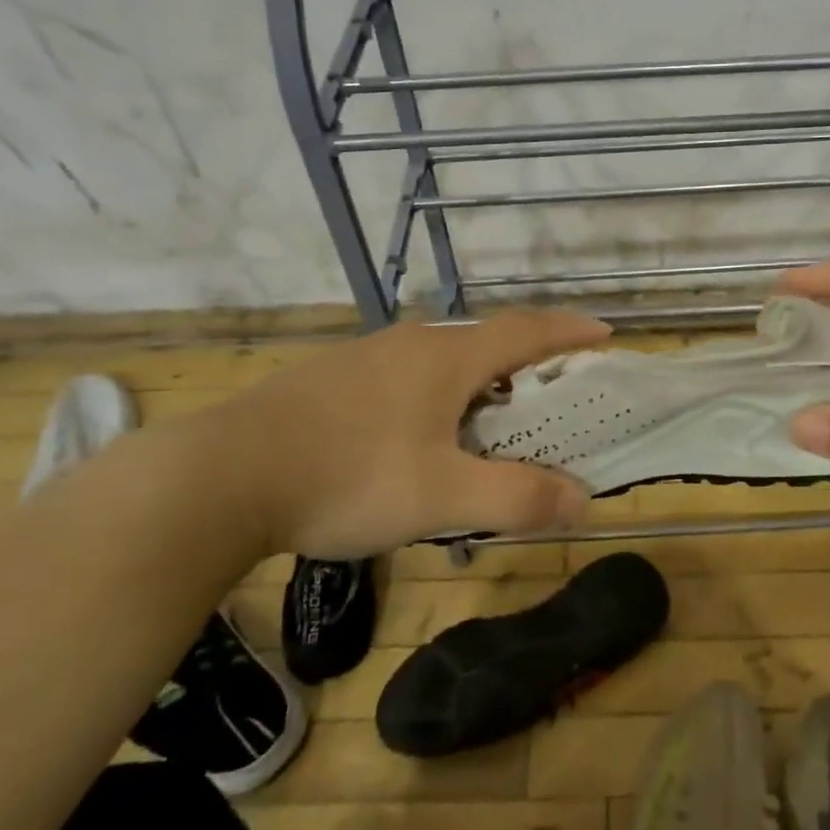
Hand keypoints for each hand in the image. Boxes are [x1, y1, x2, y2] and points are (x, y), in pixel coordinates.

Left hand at [190, 311, 610, 559]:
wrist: (224, 475)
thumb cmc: (348, 476)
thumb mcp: (442, 497)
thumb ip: (516, 497)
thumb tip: (583, 499)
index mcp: (446, 358)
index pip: (526, 330)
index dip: (570, 331)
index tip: (605, 334)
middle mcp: (411, 344)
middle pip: (486, 343)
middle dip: (527, 364)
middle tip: (551, 397)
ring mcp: (367, 358)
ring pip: (442, 361)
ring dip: (478, 383)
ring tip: (489, 423)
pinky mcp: (334, 380)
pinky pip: (405, 376)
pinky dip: (436, 395)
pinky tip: (417, 436)